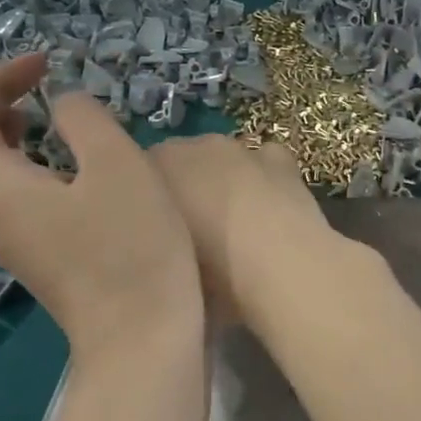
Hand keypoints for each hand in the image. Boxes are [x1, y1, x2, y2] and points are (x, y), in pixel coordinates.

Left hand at [0, 53, 202, 356]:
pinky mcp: (33, 258)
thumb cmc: (133, 245)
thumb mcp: (117, 165)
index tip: (47, 65)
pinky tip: (62, 168)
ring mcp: (8, 242)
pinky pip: (2, 200)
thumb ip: (83, 119)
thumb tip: (64, 104)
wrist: (141, 336)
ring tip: (42, 120)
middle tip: (31, 91)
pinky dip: (16, 168)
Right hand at [145, 134, 335, 327]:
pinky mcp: (279, 158)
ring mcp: (241, 148)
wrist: (280, 269)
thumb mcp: (166, 264)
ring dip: (223, 181)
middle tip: (190, 230)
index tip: (151, 229)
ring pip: (223, 160)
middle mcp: (195, 146)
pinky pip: (263, 160)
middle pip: (182, 161)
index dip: (146, 201)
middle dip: (184, 187)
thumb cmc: (210, 273)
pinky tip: (268, 205)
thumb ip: (155, 240)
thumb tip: (158, 240)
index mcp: (157, 166)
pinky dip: (263, 175)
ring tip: (232, 223)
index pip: (139, 173)